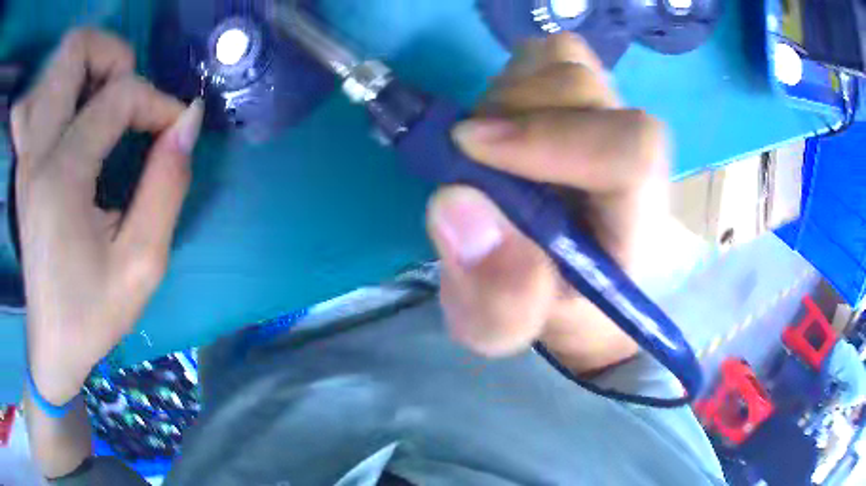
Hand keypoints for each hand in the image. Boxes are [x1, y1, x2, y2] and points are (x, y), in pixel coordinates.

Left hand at [12, 29, 203, 403]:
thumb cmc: (92, 314)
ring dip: (92, 66)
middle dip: (114, 58)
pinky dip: (72, 86)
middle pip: (75, 51)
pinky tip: (84, 120)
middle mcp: (36, 151)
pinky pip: (47, 93)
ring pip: (59, 63)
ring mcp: (27, 152)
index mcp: (60, 179)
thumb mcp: (142, 265)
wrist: (50, 344)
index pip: (118, 97)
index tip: (177, 132)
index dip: (158, 102)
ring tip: (109, 103)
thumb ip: (168, 186)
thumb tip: (189, 121)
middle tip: (130, 99)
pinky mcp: (26, 159)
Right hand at [426, 33, 671, 373]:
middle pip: (583, 87)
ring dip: (506, 93)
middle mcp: (634, 154)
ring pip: (564, 60)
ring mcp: (612, 113)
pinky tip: (503, 118)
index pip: (630, 151)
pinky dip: (515, 74)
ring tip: (487, 141)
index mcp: (635, 220)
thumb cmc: (540, 305)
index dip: (552, 137)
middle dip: (508, 112)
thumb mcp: (505, 325)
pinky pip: (550, 55)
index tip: (471, 148)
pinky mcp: (585, 92)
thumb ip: (496, 294)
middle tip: (468, 152)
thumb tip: (458, 204)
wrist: (562, 278)